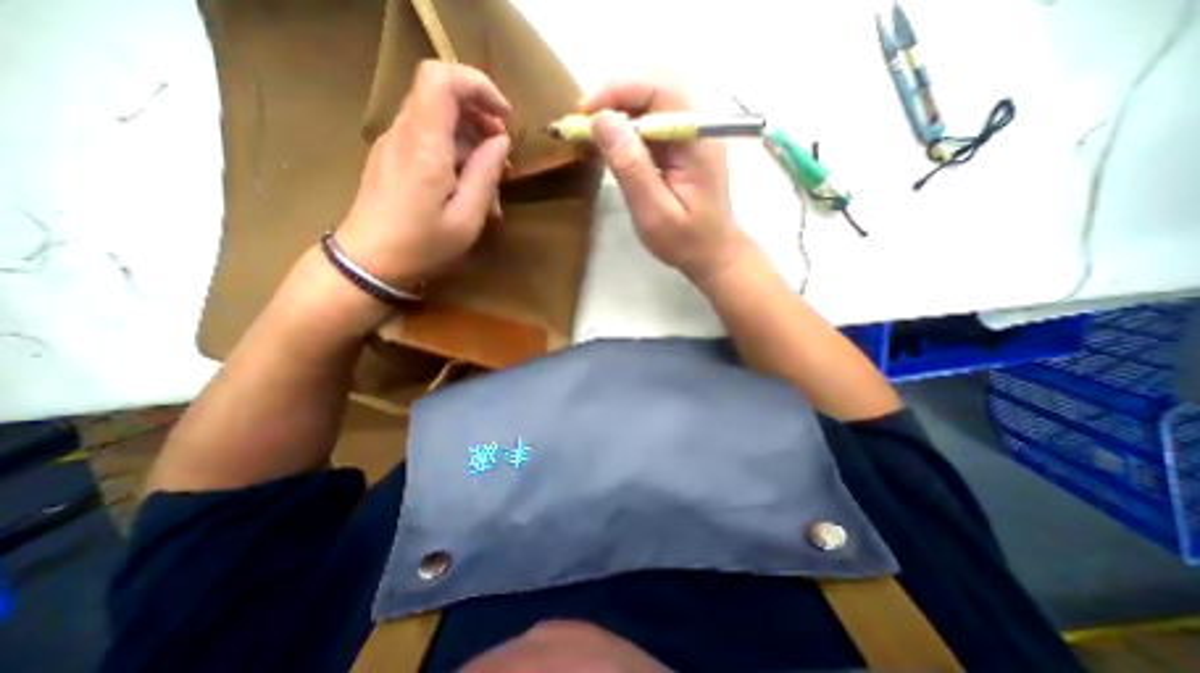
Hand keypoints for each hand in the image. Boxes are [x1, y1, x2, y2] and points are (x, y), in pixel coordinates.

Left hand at [335, 62, 512, 291]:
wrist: (369, 262)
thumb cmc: (423, 245)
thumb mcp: (467, 217)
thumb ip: (486, 175)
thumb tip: (500, 141)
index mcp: (425, 145)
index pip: (442, 78)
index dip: (477, 85)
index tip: (504, 116)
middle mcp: (405, 133)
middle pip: (441, 93)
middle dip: (479, 115)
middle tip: (501, 151)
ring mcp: (394, 143)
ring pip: (436, 117)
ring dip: (469, 138)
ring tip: (489, 179)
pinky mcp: (391, 156)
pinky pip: (427, 138)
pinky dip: (453, 151)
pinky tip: (466, 185)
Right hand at [581, 74, 747, 283]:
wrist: (712, 253)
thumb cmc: (686, 241)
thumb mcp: (654, 213)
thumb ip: (631, 167)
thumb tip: (601, 121)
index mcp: (697, 139)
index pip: (658, 88)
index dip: (617, 90)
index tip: (584, 114)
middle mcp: (698, 125)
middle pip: (656, 81)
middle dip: (615, 94)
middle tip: (585, 124)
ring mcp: (691, 132)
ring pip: (652, 96)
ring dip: (619, 107)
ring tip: (593, 134)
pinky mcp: (682, 143)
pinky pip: (652, 118)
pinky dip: (627, 125)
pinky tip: (612, 144)